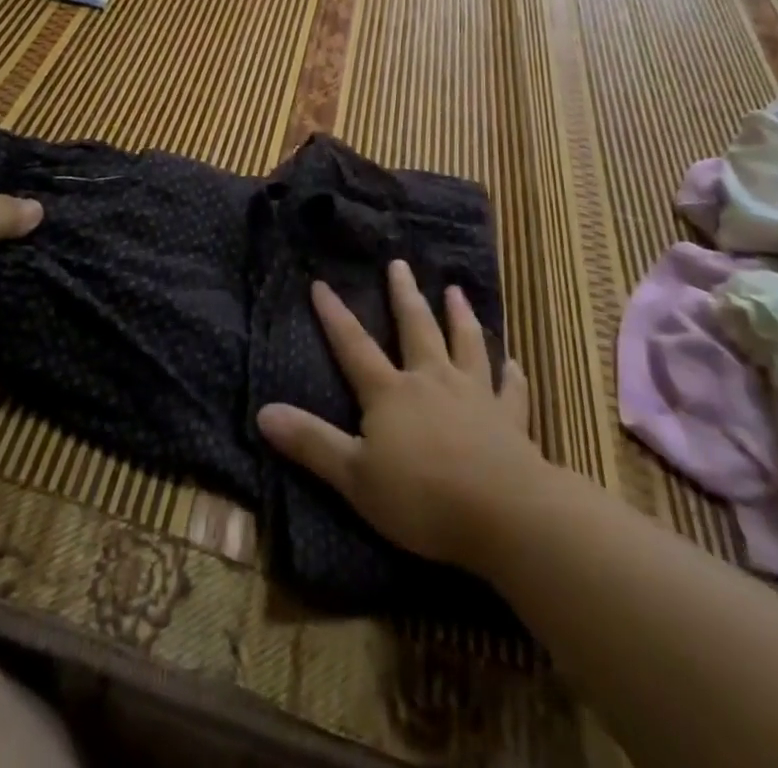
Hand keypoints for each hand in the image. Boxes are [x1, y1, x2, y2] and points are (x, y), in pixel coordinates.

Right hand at [256, 260, 544, 571]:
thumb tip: (263, 411)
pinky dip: (512, 375)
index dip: (334, 316)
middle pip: (416, 329)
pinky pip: (511, 390)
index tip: (320, 283)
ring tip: (455, 292)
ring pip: (466, 345)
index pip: (354, 347)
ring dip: (460, 317)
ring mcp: (475, 396)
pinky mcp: (510, 420)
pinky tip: (514, 362)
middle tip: (400, 264)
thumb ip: (311, 442)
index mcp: (391, 393)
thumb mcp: (354, 476)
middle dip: (405, 296)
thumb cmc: (422, 497)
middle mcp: (432, 381)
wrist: (503, 512)